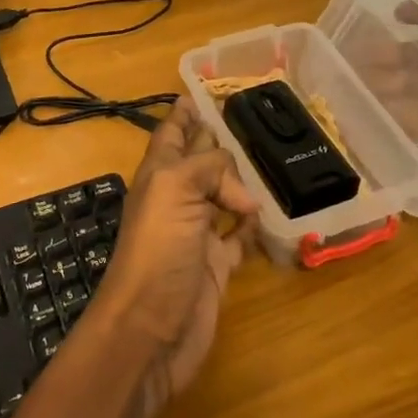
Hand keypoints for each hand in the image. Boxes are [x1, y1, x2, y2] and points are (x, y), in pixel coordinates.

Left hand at [90, 100, 257, 417]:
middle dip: (218, 139)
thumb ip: (209, 168)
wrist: (149, 329)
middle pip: (200, 160)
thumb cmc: (157, 250)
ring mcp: (197, 232)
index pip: (173, 131)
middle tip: (251, 118)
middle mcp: (177, 197)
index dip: (185, 110)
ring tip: (268, 160)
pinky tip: (268, 214)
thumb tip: (244, 195)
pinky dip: (253, 225)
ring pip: (222, 195)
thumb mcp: (175, 189)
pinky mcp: (216, 265)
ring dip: (241, 181)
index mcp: (160, 174)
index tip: (202, 87)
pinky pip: (239, 236)